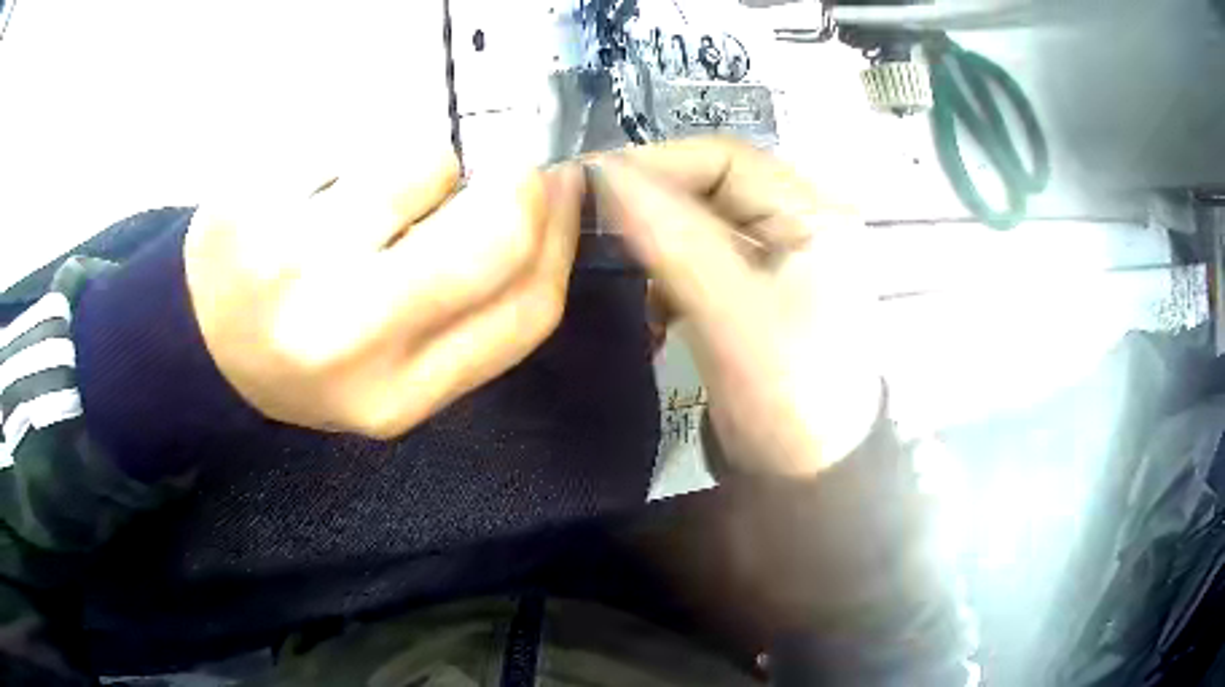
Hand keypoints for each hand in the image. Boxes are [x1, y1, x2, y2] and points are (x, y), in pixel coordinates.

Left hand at [184, 148, 582, 438]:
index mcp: (397, 394)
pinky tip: (321, 184)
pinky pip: (353, 135)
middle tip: (505, 161)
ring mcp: (291, 263)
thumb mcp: (392, 377)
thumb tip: (542, 208)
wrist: (203, 342)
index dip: (563, 234)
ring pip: (422, 162)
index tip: (567, 186)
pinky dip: (358, 148)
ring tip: (375, 190)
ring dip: (421, 163)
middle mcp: (348, 337)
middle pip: (494, 232)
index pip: (527, 309)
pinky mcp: (253, 199)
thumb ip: (467, 317)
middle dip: (517, 181)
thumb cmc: (305, 356)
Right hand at [589, 138, 880, 476]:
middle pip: (711, 187)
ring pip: (699, 223)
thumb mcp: (733, 313)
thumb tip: (603, 173)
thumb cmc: (789, 395)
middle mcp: (797, 222)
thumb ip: (671, 237)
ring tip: (613, 262)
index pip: (725, 158)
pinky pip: (699, 260)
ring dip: (654, 239)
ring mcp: (776, 258)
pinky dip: (666, 273)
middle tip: (588, 220)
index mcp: (812, 213)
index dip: (657, 162)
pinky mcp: (753, 292)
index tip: (589, 182)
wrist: (812, 476)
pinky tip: (649, 303)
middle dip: (650, 202)